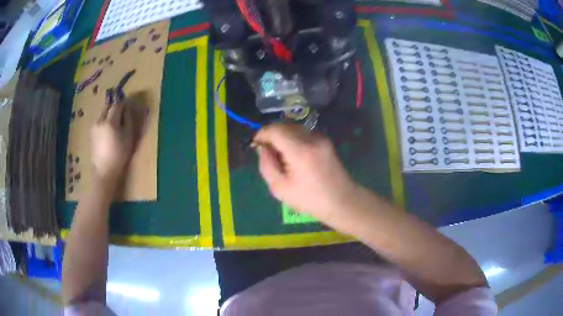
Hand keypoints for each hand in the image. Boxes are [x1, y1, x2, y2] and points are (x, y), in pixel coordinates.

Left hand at [90, 100, 134, 181]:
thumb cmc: (119, 154)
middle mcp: (100, 121)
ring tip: (115, 121)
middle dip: (115, 106)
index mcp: (110, 121)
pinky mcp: (91, 133)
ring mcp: (94, 127)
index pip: (117, 105)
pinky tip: (108, 130)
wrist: (105, 170)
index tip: (129, 104)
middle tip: (122, 111)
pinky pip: (99, 121)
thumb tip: (128, 108)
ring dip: (109, 114)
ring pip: (102, 114)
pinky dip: (104, 121)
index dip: (123, 103)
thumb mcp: (128, 136)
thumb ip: (128, 120)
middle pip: (107, 107)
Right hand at [254, 123, 358, 223]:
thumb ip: (266, 165)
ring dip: (282, 136)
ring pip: (294, 128)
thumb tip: (261, 148)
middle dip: (271, 134)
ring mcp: (321, 138)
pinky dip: (293, 139)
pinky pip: (304, 133)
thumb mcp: (280, 188)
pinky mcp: (326, 141)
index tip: (255, 144)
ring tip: (280, 156)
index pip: (275, 130)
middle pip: (285, 125)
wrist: (343, 202)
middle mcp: (312, 139)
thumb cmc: (310, 200)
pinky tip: (294, 156)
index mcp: (300, 151)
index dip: (262, 133)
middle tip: (266, 152)